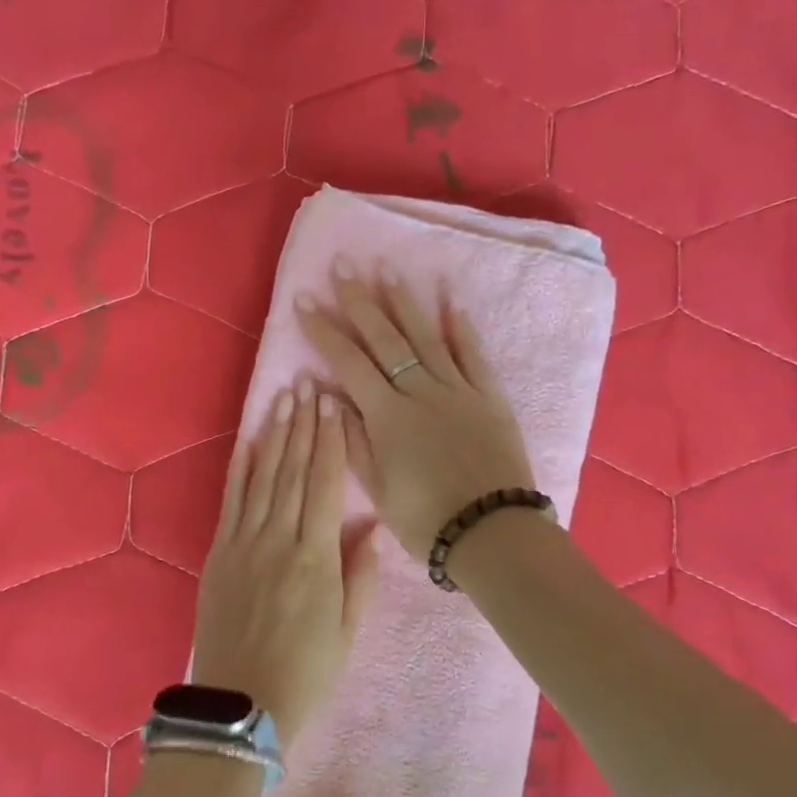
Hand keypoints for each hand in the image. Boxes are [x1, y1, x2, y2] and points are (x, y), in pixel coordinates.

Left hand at [192, 378, 379, 738]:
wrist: (241, 705)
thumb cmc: (307, 672)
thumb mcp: (348, 631)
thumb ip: (361, 575)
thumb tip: (371, 526)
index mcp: (315, 557)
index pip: (324, 484)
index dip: (331, 442)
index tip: (334, 405)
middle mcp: (278, 539)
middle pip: (292, 470)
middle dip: (303, 425)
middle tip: (309, 384)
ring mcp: (243, 544)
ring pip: (263, 478)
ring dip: (274, 435)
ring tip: (284, 399)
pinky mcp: (218, 554)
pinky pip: (230, 501)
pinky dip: (239, 468)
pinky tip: (248, 440)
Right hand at [297, 264, 534, 558]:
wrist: (491, 531)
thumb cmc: (425, 519)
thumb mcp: (377, 489)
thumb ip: (352, 439)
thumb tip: (328, 395)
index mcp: (387, 416)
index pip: (348, 363)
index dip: (324, 331)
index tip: (305, 301)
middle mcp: (420, 392)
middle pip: (386, 339)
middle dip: (360, 301)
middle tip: (343, 265)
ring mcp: (458, 390)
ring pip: (427, 338)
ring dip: (405, 303)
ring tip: (388, 271)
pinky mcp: (489, 397)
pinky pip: (474, 355)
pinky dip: (462, 328)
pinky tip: (451, 302)